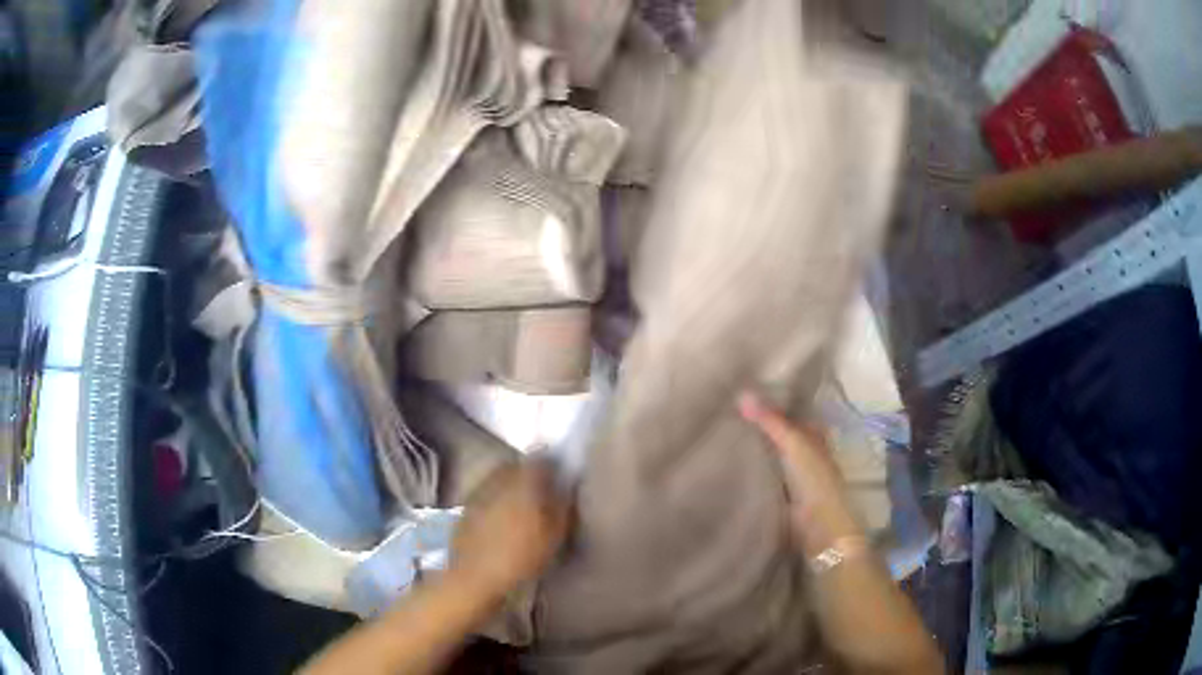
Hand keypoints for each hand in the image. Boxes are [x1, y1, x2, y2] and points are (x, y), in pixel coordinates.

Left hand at [448, 460, 570, 601]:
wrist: (476, 577)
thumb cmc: (521, 557)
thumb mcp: (554, 536)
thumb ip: (562, 506)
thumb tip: (566, 487)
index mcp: (523, 483)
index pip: (539, 458)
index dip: (550, 463)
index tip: (559, 473)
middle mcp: (498, 480)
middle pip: (516, 465)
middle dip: (529, 472)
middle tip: (542, 489)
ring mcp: (478, 493)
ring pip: (498, 479)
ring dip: (510, 485)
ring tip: (521, 504)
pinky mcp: (466, 508)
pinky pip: (485, 494)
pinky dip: (495, 500)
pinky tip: (501, 518)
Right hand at [738, 391, 864, 555]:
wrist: (818, 526)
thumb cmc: (814, 480)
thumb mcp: (793, 443)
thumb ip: (770, 420)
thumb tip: (742, 393)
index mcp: (813, 435)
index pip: (792, 412)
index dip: (773, 401)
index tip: (744, 390)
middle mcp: (804, 451)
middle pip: (779, 433)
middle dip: (758, 425)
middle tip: (725, 409)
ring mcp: (791, 475)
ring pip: (769, 453)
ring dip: (752, 446)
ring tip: (720, 430)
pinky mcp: (778, 494)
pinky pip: (760, 474)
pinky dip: (748, 468)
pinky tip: (727, 461)